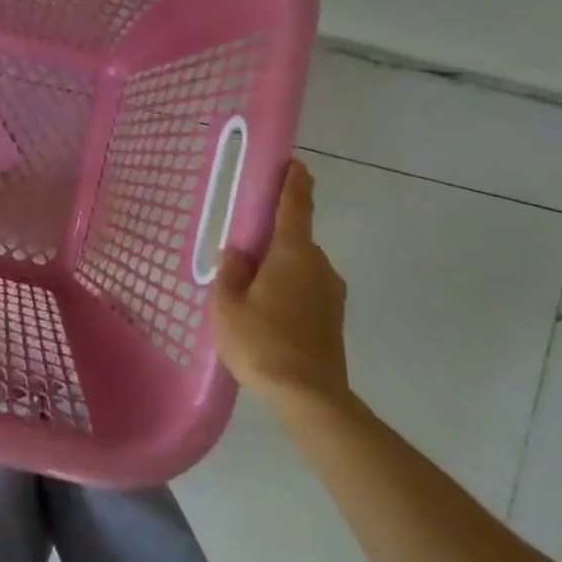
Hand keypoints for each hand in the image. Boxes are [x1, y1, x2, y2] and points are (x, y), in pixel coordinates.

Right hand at [212, 160, 349, 409]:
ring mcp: (332, 293)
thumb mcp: (228, 306)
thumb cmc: (262, 343)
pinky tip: (268, 314)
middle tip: (244, 250)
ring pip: (301, 268)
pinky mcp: (334, 318)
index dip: (294, 182)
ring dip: (279, 269)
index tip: (295, 163)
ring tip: (250, 291)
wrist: (309, 397)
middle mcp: (319, 265)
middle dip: (273, 239)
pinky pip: (307, 289)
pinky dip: (288, 291)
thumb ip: (230, 272)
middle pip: (295, 240)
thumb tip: (235, 252)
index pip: (296, 206)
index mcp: (292, 253)